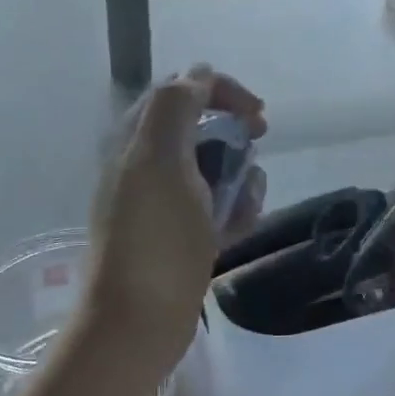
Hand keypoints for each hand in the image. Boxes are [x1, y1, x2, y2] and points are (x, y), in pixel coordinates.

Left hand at [87, 65, 265, 348]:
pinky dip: (235, 211)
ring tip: (242, 206)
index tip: (258, 117)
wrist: (138, 323)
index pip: (183, 90)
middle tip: (256, 149)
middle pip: (204, 128)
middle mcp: (148, 163)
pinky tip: (237, 229)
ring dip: (240, 179)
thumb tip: (198, 72)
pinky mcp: (181, 233)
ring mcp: (165, 200)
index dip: (223, 92)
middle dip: (235, 138)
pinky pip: (219, 206)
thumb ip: (176, 105)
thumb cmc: (153, 239)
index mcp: (136, 139)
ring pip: (217, 168)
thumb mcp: (159, 159)